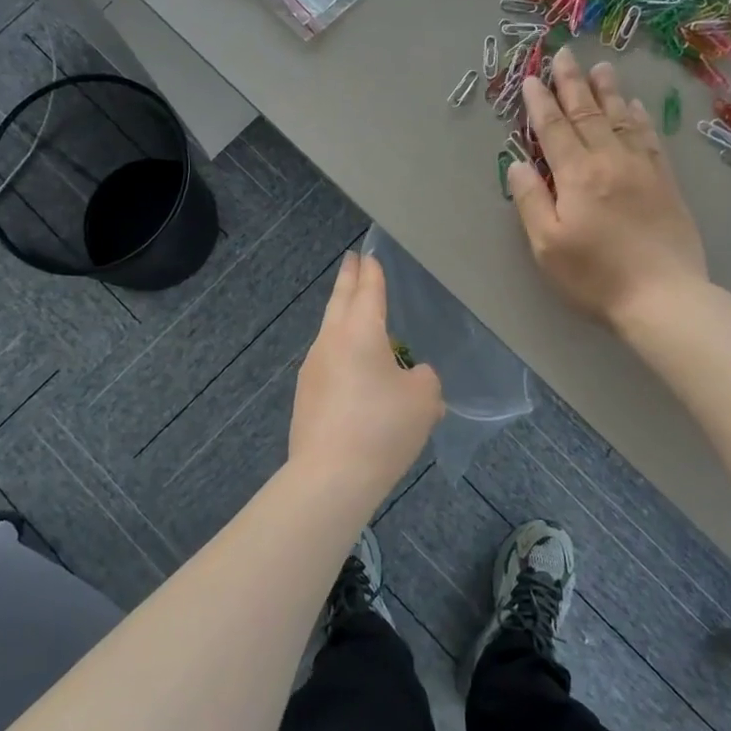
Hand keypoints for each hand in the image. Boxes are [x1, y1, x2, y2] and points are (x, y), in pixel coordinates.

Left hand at [289, 253, 443, 499]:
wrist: (331, 477)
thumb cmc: (382, 428)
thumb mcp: (423, 400)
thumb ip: (423, 379)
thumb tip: (412, 378)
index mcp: (360, 332)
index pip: (368, 291)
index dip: (372, 271)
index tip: (369, 254)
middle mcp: (330, 342)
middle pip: (340, 302)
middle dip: (348, 280)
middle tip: (352, 261)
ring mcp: (313, 369)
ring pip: (330, 332)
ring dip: (342, 317)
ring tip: (354, 312)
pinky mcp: (306, 396)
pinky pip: (328, 362)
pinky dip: (341, 353)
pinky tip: (353, 369)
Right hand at [507, 47, 708, 328]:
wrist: (663, 295)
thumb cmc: (595, 276)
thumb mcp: (547, 245)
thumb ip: (531, 201)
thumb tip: (517, 164)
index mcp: (577, 176)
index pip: (554, 129)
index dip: (541, 103)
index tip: (532, 79)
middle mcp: (610, 161)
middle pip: (588, 114)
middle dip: (572, 83)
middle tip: (564, 54)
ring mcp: (642, 168)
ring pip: (622, 118)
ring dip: (608, 91)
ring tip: (599, 66)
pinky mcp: (666, 182)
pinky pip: (650, 138)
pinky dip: (640, 117)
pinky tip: (635, 106)